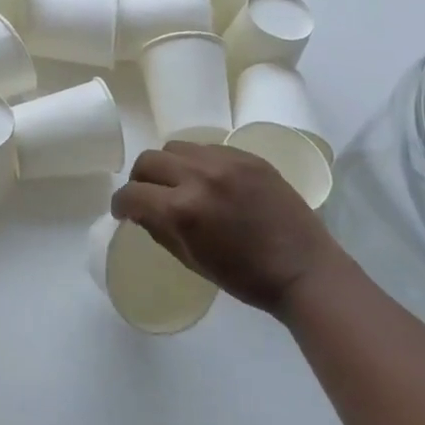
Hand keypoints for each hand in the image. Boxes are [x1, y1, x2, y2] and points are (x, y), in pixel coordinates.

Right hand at [110, 140, 338, 311]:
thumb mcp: (192, 260)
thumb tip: (140, 211)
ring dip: (168, 165)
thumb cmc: (245, 277)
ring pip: (176, 147)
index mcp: (182, 210)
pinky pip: (207, 148)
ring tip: (179, 183)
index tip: (123, 212)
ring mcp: (225, 162)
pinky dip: (198, 162)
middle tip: (147, 196)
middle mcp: (199, 177)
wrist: (304, 270)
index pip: (132, 194)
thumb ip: (159, 230)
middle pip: (149, 160)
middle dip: (140, 180)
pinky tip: (210, 181)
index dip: (121, 204)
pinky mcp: (248, 156)